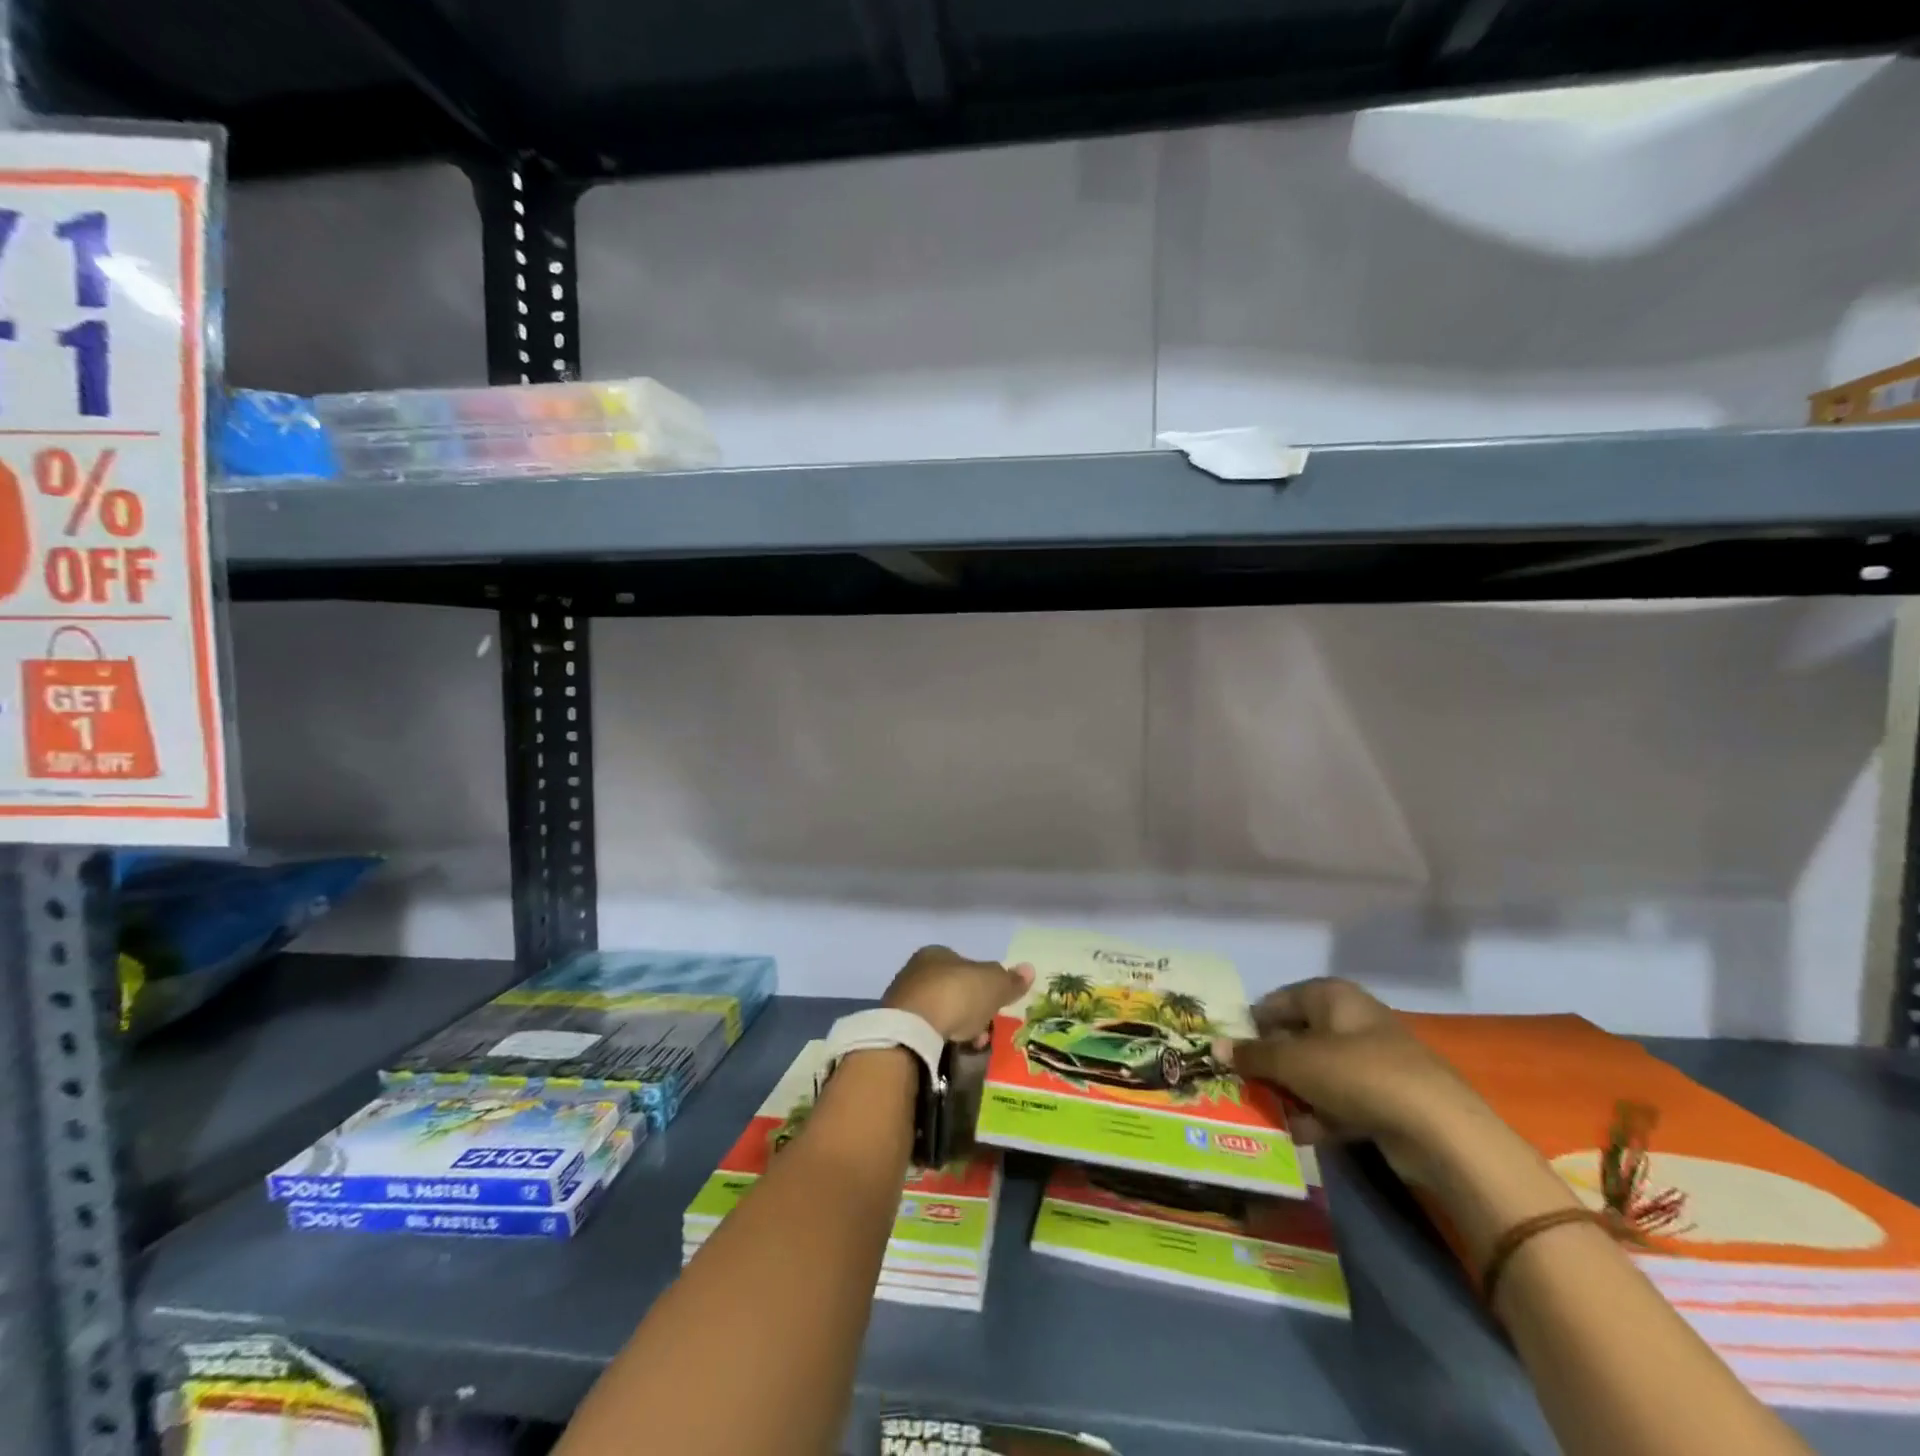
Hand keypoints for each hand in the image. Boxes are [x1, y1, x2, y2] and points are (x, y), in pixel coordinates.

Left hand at [883, 945, 1032, 1044]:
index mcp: (937, 952)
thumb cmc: (955, 995)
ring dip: (957, 1026)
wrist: (911, 1029)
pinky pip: (925, 1030)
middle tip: (985, 1029)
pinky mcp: (895, 1025)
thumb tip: (1029, 969)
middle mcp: (917, 970)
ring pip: (940, 1011)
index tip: (995, 1006)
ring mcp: (903, 997)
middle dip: (972, 1010)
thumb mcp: (993, 985)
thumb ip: (1010, 980)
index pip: (966, 965)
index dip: (984, 984)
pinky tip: (949, 1050)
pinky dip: (939, 1038)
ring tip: (970, 1044)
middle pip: (953, 989)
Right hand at [1216, 978, 1490, 1171]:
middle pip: (1297, 1037)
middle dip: (1270, 1062)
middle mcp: (1351, 1020)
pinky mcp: (1386, 1099)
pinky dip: (1319, 1115)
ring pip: (1317, 1072)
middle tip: (1240, 1083)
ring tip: (1263, 1111)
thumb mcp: (1293, 1061)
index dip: (1251, 1023)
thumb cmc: (1355, 1073)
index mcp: (1331, 995)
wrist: (1438, 1129)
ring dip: (1292, 1092)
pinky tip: (1297, 1134)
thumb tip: (1213, 1047)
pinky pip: (1339, 1100)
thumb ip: (1252, 1055)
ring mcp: (1372, 1060)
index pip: (1278, 1001)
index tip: (1228, 1048)